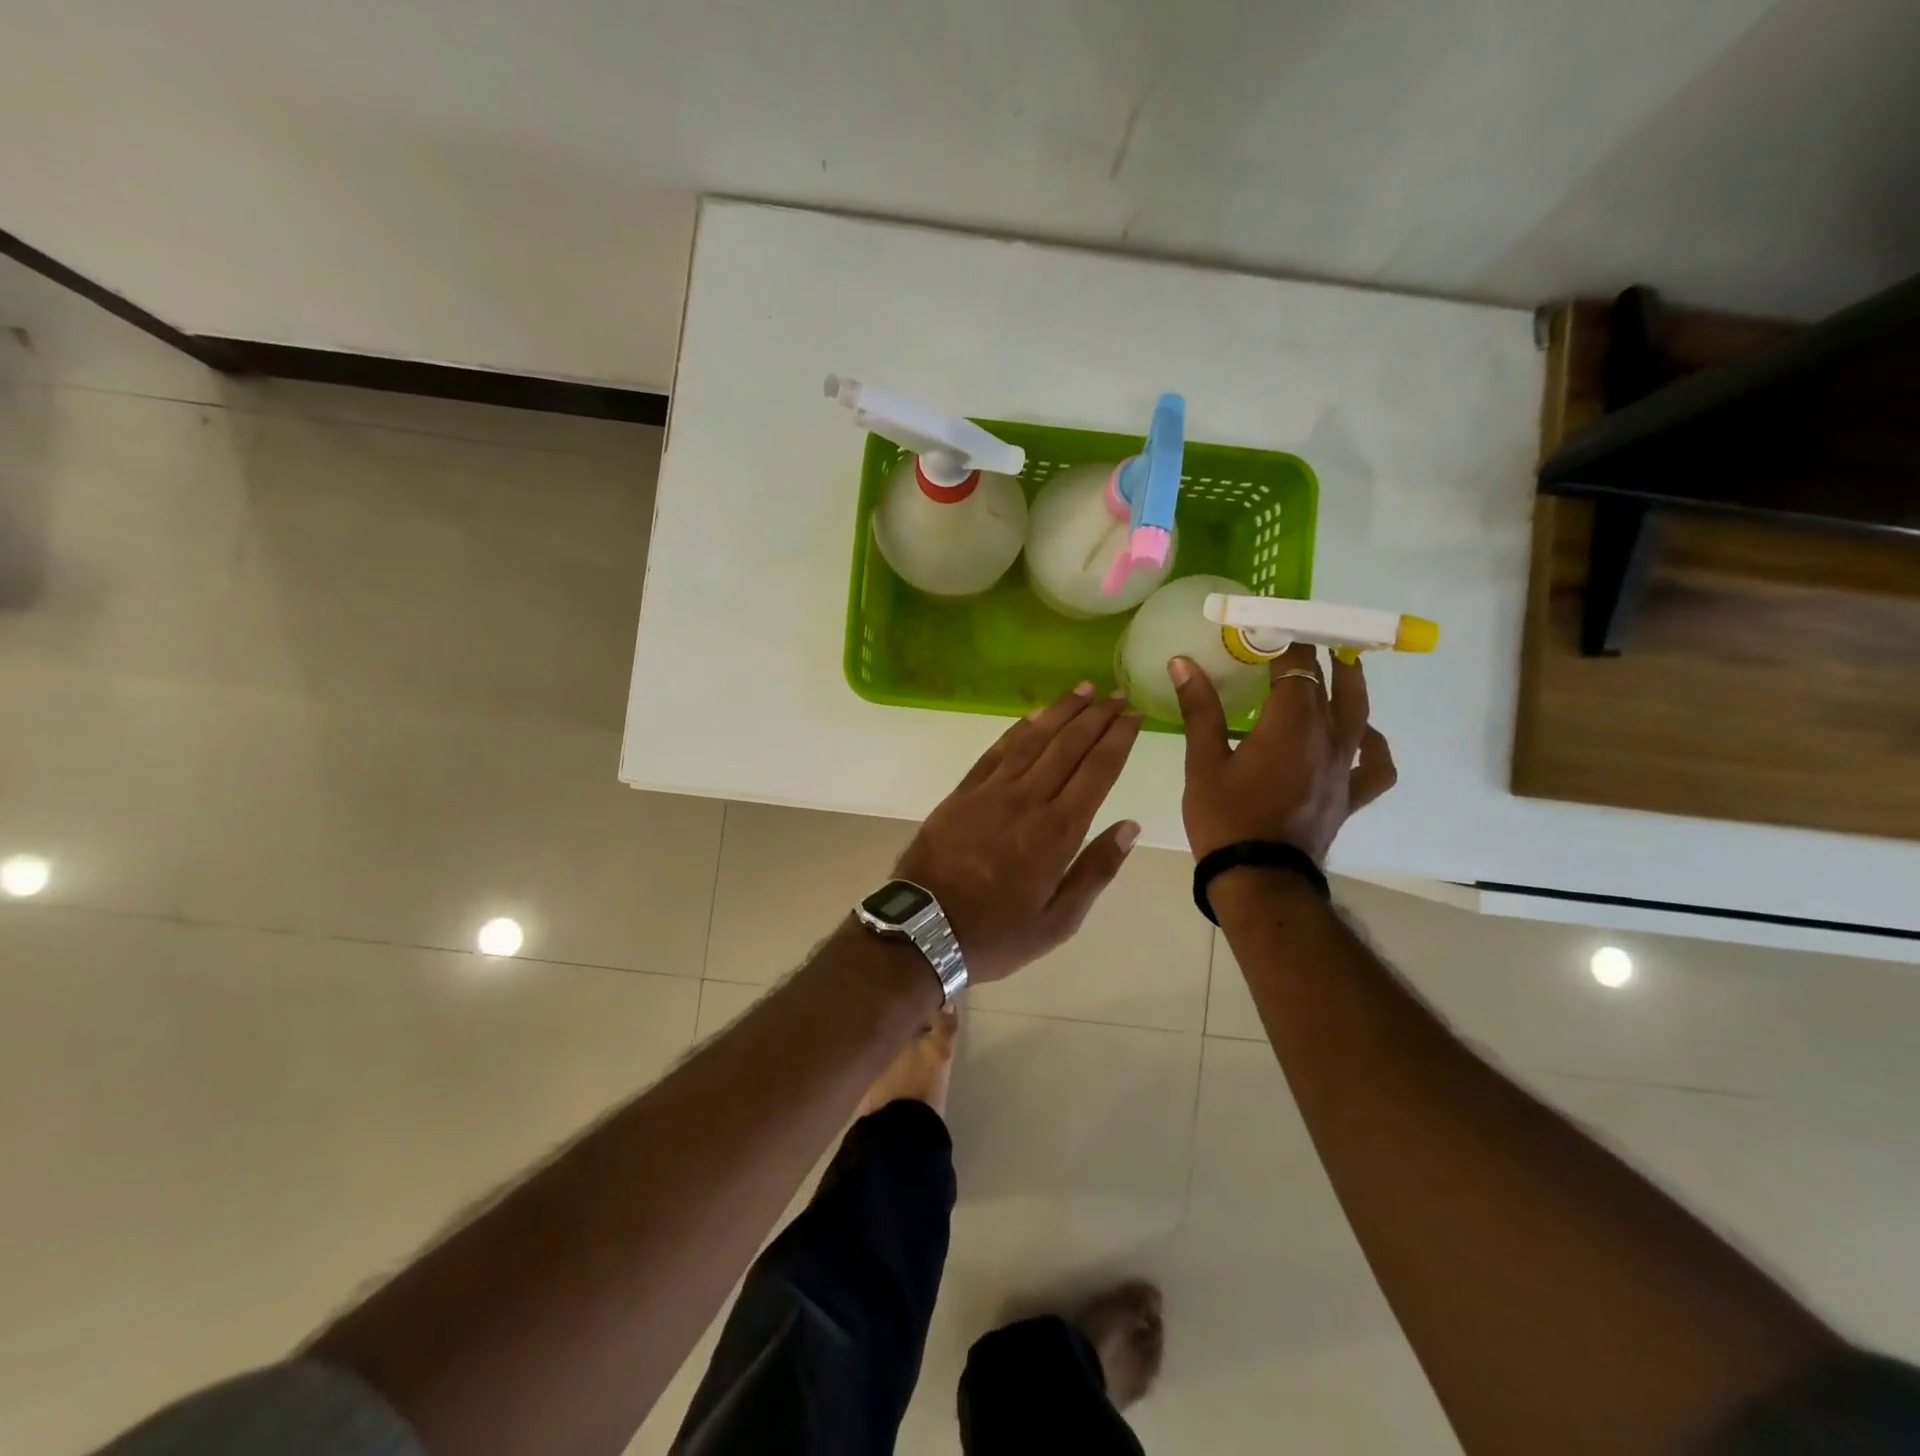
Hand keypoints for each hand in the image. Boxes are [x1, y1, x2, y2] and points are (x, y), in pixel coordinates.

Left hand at [895, 684, 1143, 983]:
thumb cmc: (997, 933)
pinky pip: (996, 751)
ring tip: (1083, 689)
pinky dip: (1018, 728)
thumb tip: (1130, 827)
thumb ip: (1096, 871)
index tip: (1134, 715)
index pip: (1097, 770)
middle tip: (1116, 693)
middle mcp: (1027, 800)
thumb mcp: (1058, 921)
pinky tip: (1033, 715)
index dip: (1118, 738)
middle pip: (1068, 746)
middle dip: (1096, 716)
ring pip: (1033, 739)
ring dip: (1060, 711)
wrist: (924, 929)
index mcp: (1057, 832)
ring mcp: (991, 791)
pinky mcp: (963, 792)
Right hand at [1170, 644, 1395, 863]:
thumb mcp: (1203, 761)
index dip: (1285, 639)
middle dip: (1315, 656)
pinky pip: (1374, 765)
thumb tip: (1183, 662)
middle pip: (1330, 683)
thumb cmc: (1225, 818)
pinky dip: (1371, 745)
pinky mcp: (1348, 795)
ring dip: (1351, 686)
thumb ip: (1199, 708)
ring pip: (1358, 715)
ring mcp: (1342, 767)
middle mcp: (1325, 737)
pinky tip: (1361, 738)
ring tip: (1342, 667)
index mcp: (1289, 723)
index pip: (1295, 665)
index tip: (1269, 623)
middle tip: (1301, 637)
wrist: (1259, 878)